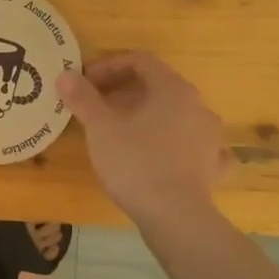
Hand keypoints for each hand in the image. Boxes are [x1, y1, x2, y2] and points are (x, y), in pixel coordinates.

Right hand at [58, 52, 230, 223]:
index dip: (110, 66)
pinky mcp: (213, 167)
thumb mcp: (100, 128)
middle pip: (159, 86)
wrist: (174, 216)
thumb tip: (66, 75)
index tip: (86, 83)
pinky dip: (180, 145)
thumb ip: (83, 98)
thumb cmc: (135, 162)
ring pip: (178, 115)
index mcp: (173, 89)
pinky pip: (197, 147)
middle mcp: (198, 106)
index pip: (141, 61)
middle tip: (97, 106)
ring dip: (150, 116)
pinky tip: (170, 155)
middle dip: (126, 91)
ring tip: (124, 131)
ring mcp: (211, 138)